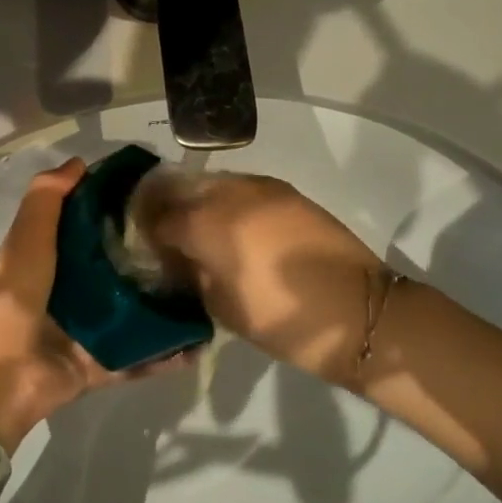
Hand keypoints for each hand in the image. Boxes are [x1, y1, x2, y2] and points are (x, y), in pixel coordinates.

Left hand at [0, 158, 189, 449]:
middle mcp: (68, 291)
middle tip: (191, 238)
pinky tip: (198, 341)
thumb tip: (79, 162)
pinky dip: (164, 353)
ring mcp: (85, 331)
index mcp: (46, 259)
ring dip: (161, 303)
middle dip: (147, 254)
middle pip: (113, 267)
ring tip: (204, 287)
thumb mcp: (23, 244)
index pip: (86, 225)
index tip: (153, 191)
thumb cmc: (7, 305)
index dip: (114, 207)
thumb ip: (46, 202)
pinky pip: (137, 357)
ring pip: (131, 311)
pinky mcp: (99, 365)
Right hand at [135, 172, 384, 383]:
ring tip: (197, 230)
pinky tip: (231, 227)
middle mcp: (229, 193)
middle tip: (162, 234)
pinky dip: (226, 202)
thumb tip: (178, 259)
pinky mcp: (286, 191)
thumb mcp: (222, 306)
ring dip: (196, 201)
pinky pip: (241, 188)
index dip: (145, 231)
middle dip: (165, 207)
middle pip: (181, 188)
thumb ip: (191, 273)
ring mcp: (260, 187)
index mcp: (207, 224)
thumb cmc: (282, 319)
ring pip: (212, 183)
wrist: (359, 311)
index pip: (158, 217)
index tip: (142, 246)